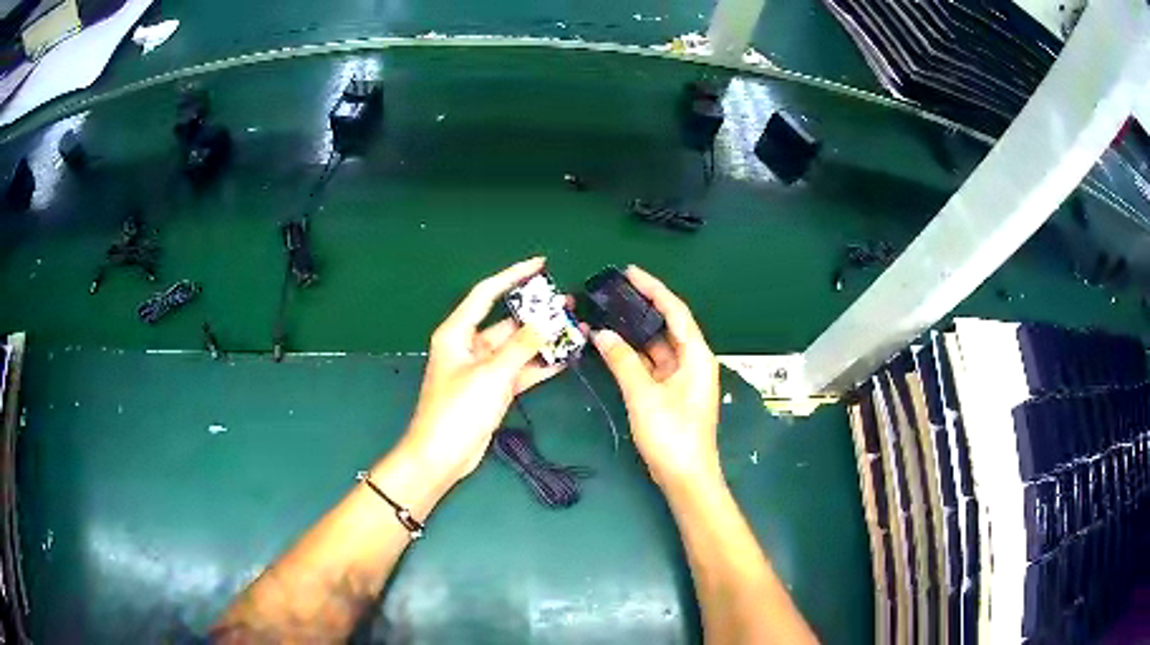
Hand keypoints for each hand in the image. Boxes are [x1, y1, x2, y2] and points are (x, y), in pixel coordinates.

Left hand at [402, 258, 565, 484]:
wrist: (441, 456)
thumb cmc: (457, 410)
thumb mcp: (491, 375)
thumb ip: (521, 347)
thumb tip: (547, 322)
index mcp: (457, 333)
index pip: (486, 293)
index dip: (512, 275)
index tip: (541, 264)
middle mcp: (469, 346)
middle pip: (506, 321)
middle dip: (536, 313)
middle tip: (569, 303)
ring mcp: (483, 369)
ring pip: (516, 347)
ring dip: (542, 340)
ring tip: (574, 328)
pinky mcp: (493, 390)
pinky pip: (519, 370)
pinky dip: (539, 365)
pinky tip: (565, 358)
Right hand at [591, 266, 720, 488]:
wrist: (685, 477)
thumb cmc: (672, 435)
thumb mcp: (644, 396)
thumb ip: (623, 361)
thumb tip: (602, 333)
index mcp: (696, 355)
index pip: (675, 311)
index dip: (653, 289)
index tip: (630, 272)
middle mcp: (692, 361)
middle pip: (666, 326)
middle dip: (641, 308)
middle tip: (612, 292)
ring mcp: (681, 378)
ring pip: (656, 346)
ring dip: (633, 333)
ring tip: (606, 314)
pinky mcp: (670, 393)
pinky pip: (650, 365)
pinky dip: (632, 356)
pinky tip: (611, 347)